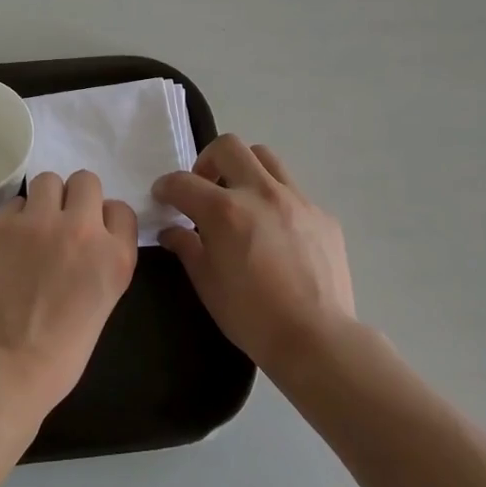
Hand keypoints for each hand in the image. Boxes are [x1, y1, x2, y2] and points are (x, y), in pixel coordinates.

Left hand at [0, 170, 138, 418]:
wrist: (5, 368)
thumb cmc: (60, 353)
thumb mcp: (103, 302)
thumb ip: (101, 261)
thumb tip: (85, 240)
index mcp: (116, 256)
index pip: (121, 209)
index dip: (104, 219)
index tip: (91, 235)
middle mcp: (83, 229)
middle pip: (86, 181)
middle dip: (76, 198)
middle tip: (61, 223)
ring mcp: (40, 222)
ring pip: (48, 180)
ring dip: (44, 199)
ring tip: (33, 226)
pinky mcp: (2, 225)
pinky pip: (14, 202)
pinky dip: (14, 218)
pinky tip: (8, 244)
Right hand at [152, 136, 355, 380]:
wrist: (316, 339)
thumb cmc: (251, 316)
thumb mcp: (207, 284)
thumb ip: (186, 248)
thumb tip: (172, 231)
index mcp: (225, 211)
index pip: (183, 182)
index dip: (166, 187)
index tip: (163, 196)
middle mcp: (260, 193)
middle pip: (228, 147)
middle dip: (207, 161)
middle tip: (204, 188)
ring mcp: (297, 200)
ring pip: (265, 158)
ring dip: (244, 169)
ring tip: (240, 199)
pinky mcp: (322, 215)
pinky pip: (293, 191)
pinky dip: (275, 200)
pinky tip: (275, 232)